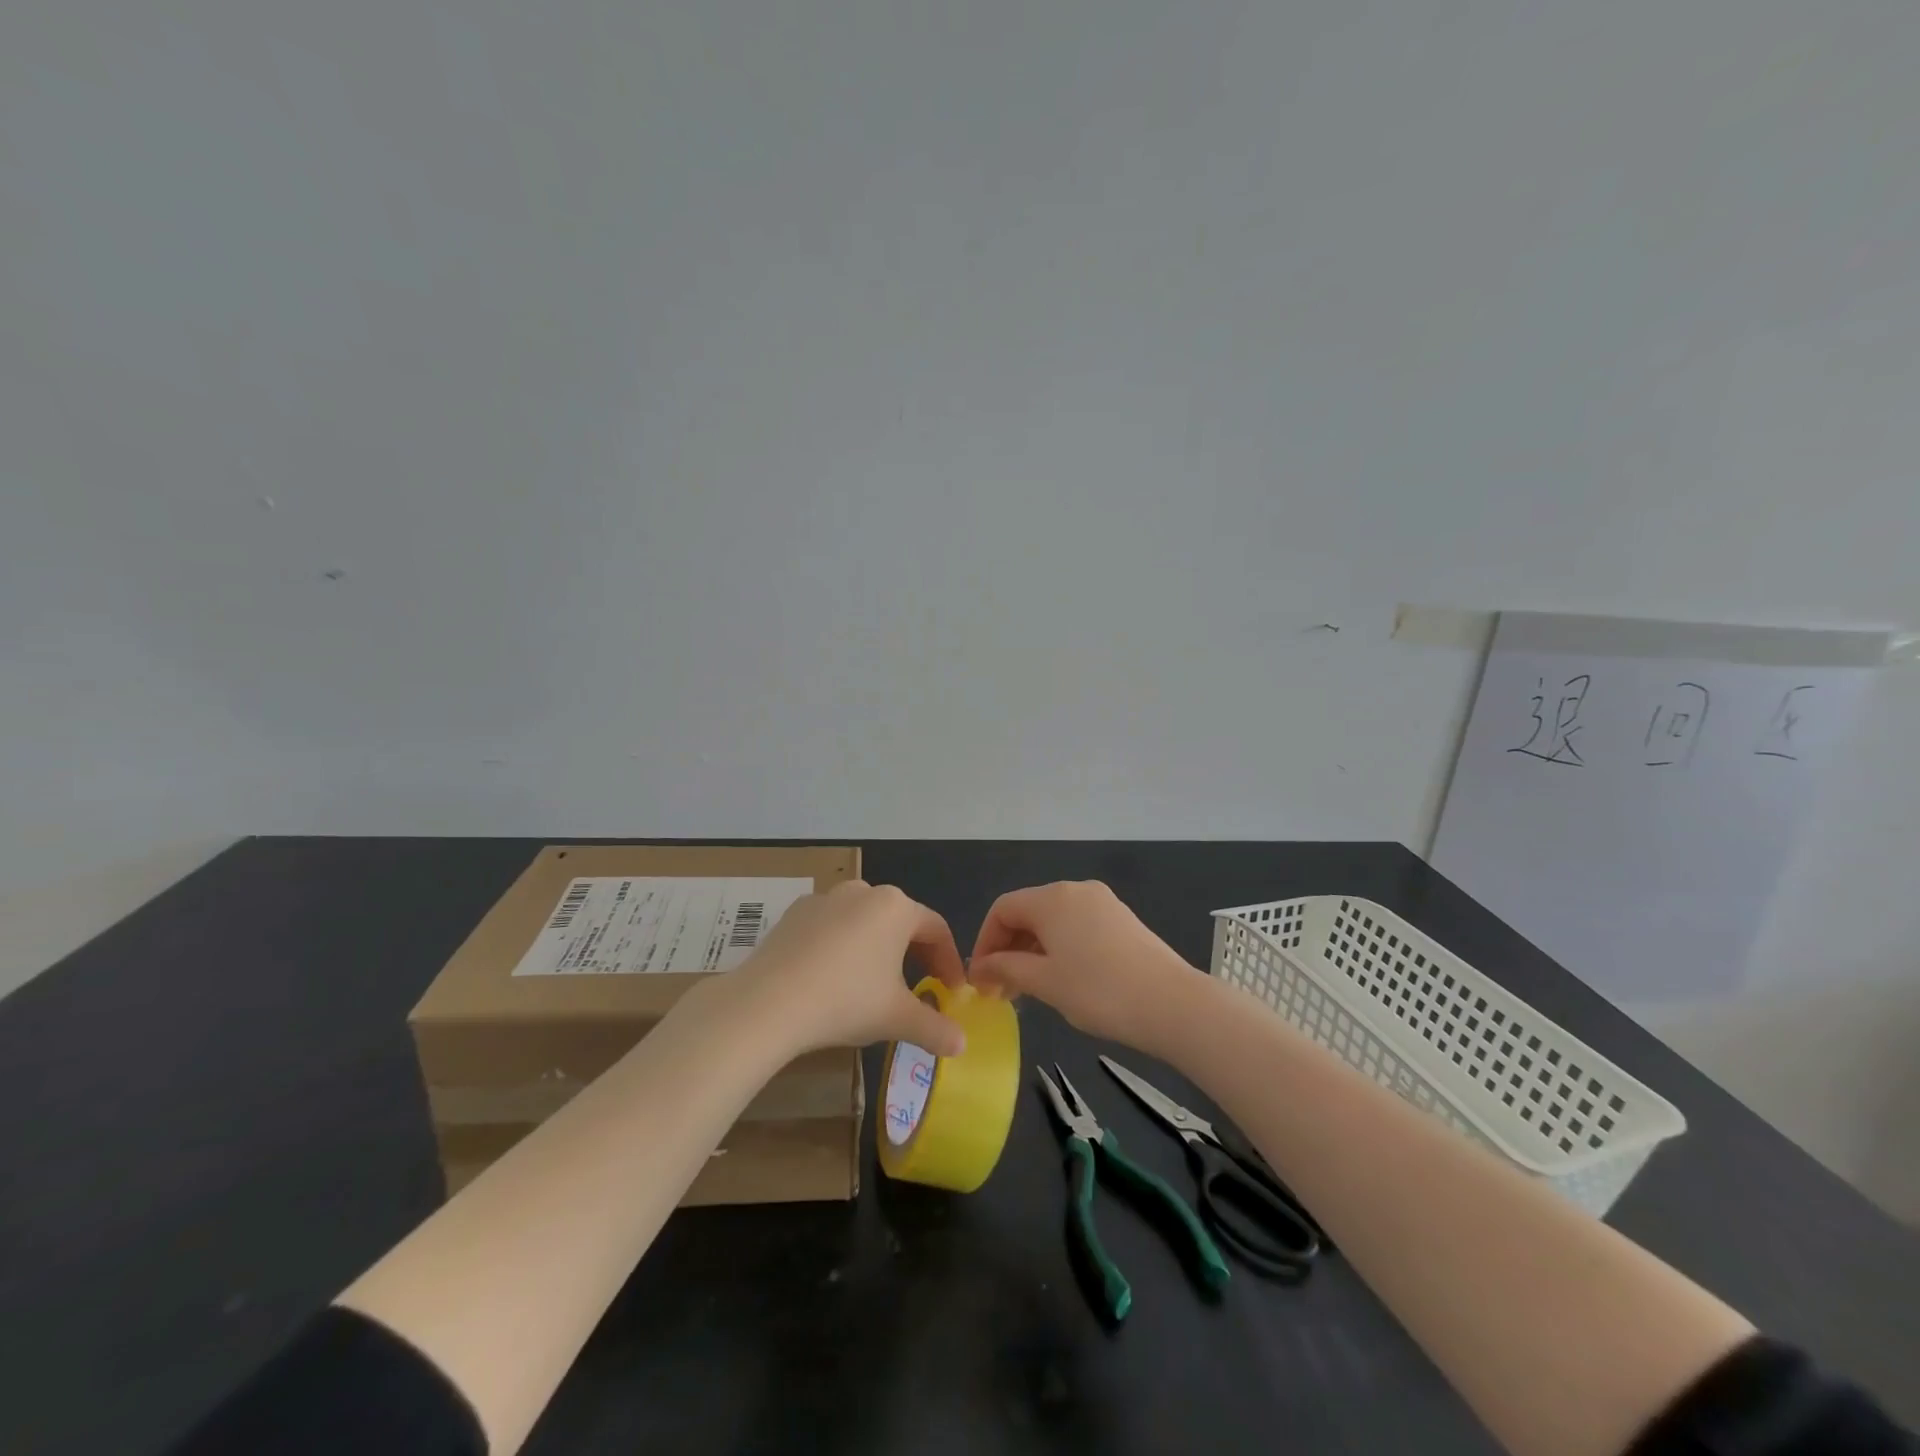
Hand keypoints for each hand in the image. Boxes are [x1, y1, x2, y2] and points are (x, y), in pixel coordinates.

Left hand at [725, 881, 968, 1056]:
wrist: (769, 1002)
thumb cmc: (846, 1001)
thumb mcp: (897, 1018)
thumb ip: (935, 1028)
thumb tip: (962, 1044)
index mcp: (897, 908)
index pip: (936, 930)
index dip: (949, 962)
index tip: (951, 990)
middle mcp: (864, 892)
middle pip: (901, 921)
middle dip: (914, 954)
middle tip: (919, 987)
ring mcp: (826, 898)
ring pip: (864, 921)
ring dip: (877, 948)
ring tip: (873, 982)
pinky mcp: (796, 912)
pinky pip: (830, 926)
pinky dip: (840, 946)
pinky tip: (831, 977)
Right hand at [968, 880, 1206, 1049]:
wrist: (1172, 1004)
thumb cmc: (1099, 991)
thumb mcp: (1045, 983)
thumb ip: (1007, 969)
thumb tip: (981, 968)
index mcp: (1052, 898)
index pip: (1003, 909)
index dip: (985, 941)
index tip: (981, 978)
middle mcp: (1075, 890)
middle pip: (1028, 911)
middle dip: (1009, 948)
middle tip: (1002, 990)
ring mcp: (1103, 902)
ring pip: (1054, 921)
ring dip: (1033, 950)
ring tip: (1030, 990)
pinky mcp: (1122, 919)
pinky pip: (1077, 926)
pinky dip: (1060, 948)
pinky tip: (1064, 979)